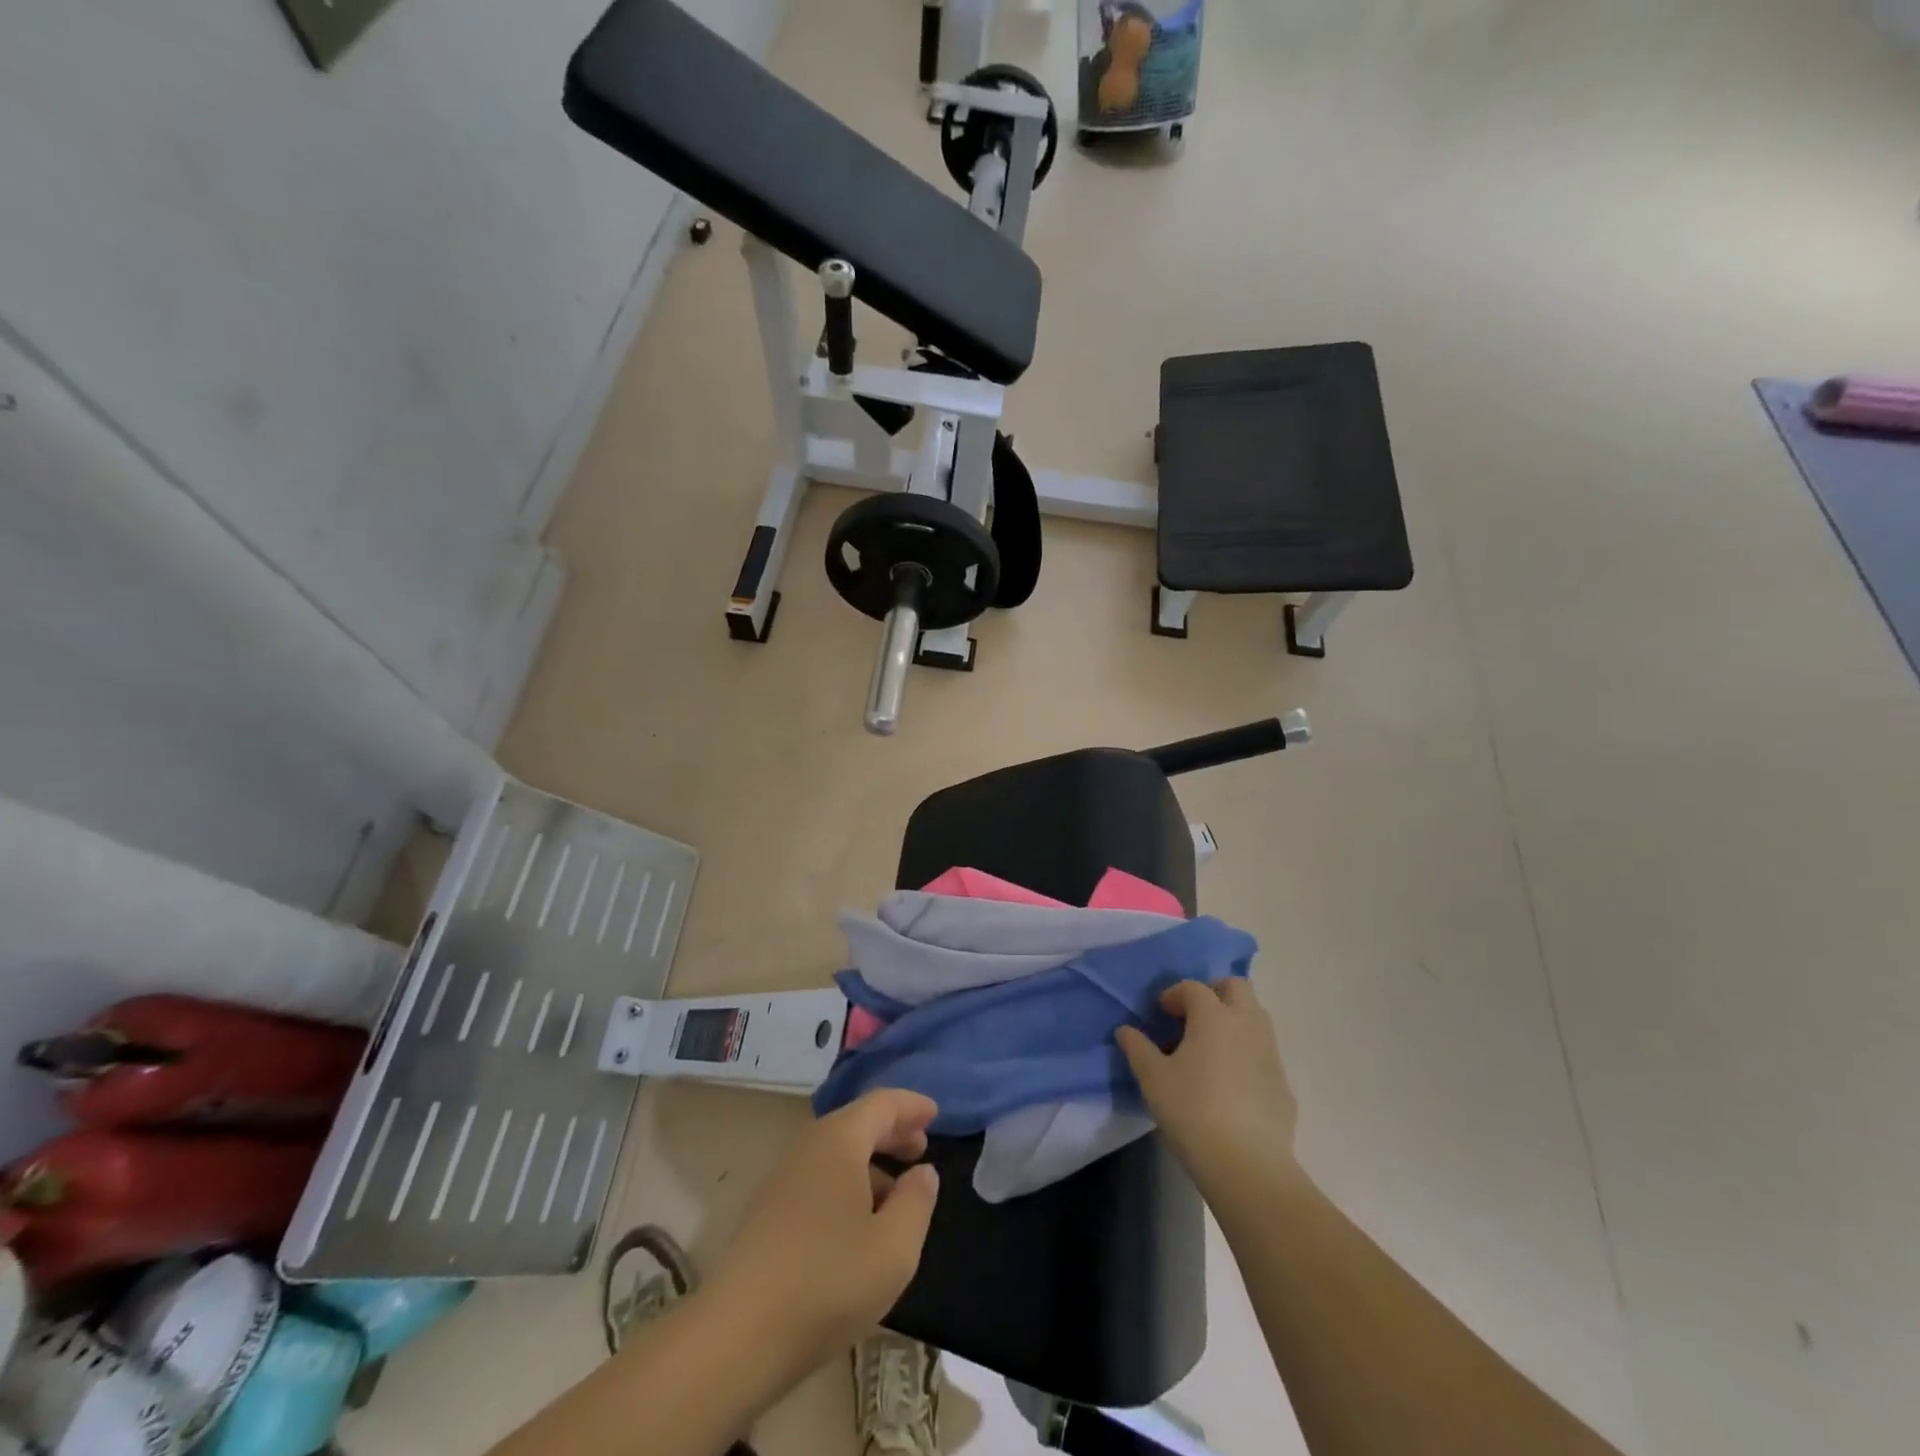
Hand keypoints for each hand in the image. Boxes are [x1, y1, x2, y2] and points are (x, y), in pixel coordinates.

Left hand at [708, 1089, 940, 1373]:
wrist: (737, 1337)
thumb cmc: (828, 1281)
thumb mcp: (894, 1247)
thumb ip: (917, 1201)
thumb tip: (922, 1172)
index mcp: (839, 1140)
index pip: (882, 1103)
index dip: (911, 1106)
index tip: (936, 1114)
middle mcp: (808, 1146)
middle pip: (856, 1123)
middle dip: (891, 1132)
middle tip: (921, 1149)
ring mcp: (782, 1178)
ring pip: (835, 1153)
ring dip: (869, 1163)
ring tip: (896, 1194)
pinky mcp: (767, 1212)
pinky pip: (818, 1178)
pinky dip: (847, 1184)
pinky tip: (858, 1224)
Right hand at [1117, 979, 1298, 1191]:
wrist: (1248, 1165)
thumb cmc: (1193, 1111)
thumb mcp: (1153, 1079)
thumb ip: (1138, 1048)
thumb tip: (1126, 1031)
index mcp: (1214, 1017)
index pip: (1194, 987)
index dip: (1174, 994)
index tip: (1160, 1013)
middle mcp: (1247, 1024)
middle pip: (1236, 987)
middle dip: (1213, 992)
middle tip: (1192, 1017)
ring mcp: (1270, 1053)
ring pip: (1255, 1016)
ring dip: (1233, 1019)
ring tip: (1210, 1047)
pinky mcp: (1283, 1083)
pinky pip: (1263, 1051)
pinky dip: (1246, 1052)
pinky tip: (1230, 1082)